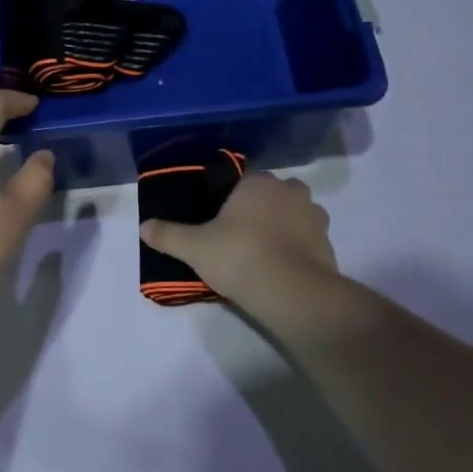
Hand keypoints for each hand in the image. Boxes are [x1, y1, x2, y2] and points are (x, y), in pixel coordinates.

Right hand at [140, 173, 336, 310]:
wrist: (293, 293)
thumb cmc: (240, 257)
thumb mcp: (194, 248)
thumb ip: (168, 234)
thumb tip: (143, 226)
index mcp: (258, 183)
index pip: (242, 178)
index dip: (229, 195)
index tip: (218, 215)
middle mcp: (289, 191)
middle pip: (272, 192)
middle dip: (259, 206)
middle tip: (238, 232)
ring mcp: (314, 217)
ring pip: (294, 213)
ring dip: (283, 225)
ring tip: (262, 249)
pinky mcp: (329, 245)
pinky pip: (308, 239)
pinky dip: (297, 248)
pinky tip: (280, 267)